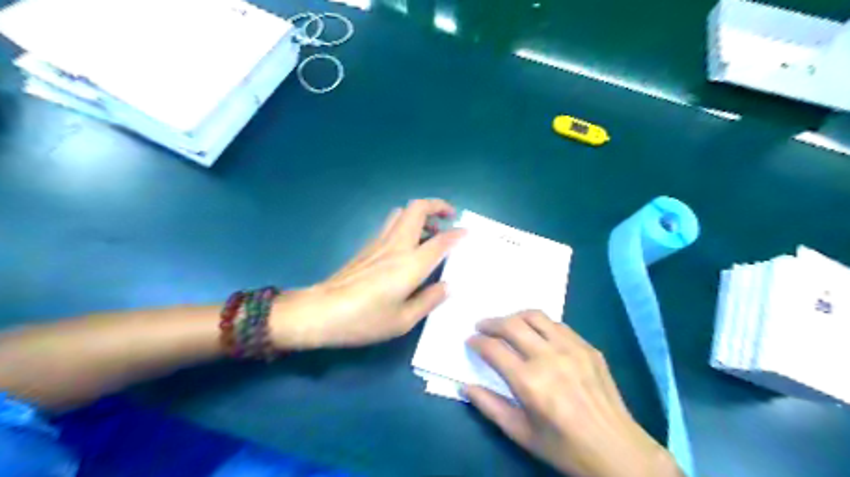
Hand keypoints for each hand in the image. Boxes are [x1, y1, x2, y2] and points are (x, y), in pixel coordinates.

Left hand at [270, 197, 463, 349]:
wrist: (321, 312)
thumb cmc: (365, 320)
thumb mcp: (403, 320)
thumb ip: (429, 300)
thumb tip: (447, 286)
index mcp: (410, 264)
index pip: (440, 240)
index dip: (457, 234)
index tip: (467, 233)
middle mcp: (396, 245)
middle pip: (416, 209)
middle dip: (437, 205)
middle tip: (449, 217)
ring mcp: (378, 243)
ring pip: (401, 212)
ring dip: (420, 214)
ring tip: (430, 232)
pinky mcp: (366, 247)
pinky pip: (390, 224)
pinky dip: (406, 224)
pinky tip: (408, 246)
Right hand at [468, 311, 681, 476]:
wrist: (617, 450)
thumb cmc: (564, 446)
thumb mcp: (521, 433)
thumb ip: (490, 406)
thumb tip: (465, 385)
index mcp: (529, 381)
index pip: (493, 348)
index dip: (477, 341)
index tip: (470, 341)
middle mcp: (548, 357)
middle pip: (511, 324)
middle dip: (491, 323)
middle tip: (482, 327)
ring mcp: (571, 348)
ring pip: (535, 316)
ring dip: (515, 316)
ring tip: (507, 324)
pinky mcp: (588, 347)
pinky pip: (558, 325)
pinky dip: (540, 324)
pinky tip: (537, 334)